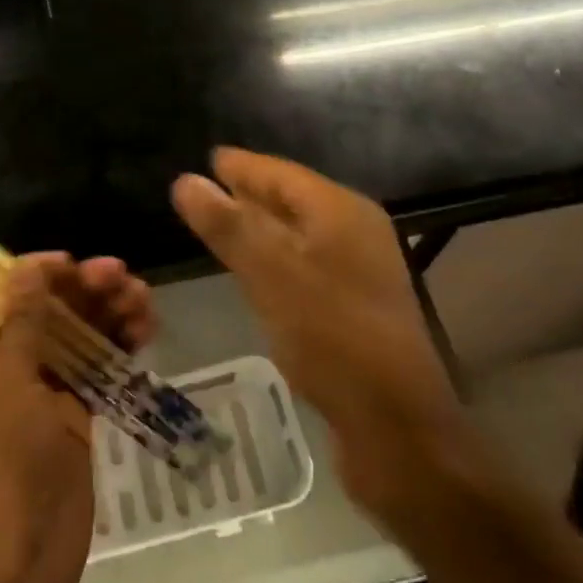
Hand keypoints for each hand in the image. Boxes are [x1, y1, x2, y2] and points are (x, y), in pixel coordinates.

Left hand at [0, 253, 154, 582]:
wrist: (9, 565)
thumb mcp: (4, 380)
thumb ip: (23, 319)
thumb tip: (31, 266)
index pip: (0, 290)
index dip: (37, 272)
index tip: (75, 265)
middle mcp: (1, 363)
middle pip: (45, 307)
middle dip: (84, 289)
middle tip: (124, 278)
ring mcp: (39, 390)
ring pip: (76, 333)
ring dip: (108, 313)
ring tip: (144, 301)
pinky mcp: (71, 416)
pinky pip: (96, 367)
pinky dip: (119, 347)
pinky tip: (145, 331)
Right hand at [171, 149, 467, 524]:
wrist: (396, 424)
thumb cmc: (330, 336)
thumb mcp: (270, 275)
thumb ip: (228, 226)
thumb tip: (186, 181)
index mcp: (340, 211)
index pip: (282, 173)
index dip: (244, 166)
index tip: (211, 158)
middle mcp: (356, 230)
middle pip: (294, 199)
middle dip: (252, 192)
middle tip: (210, 186)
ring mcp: (361, 268)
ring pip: (301, 232)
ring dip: (263, 225)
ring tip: (226, 222)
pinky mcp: (358, 304)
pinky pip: (308, 262)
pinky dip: (278, 256)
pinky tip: (258, 270)